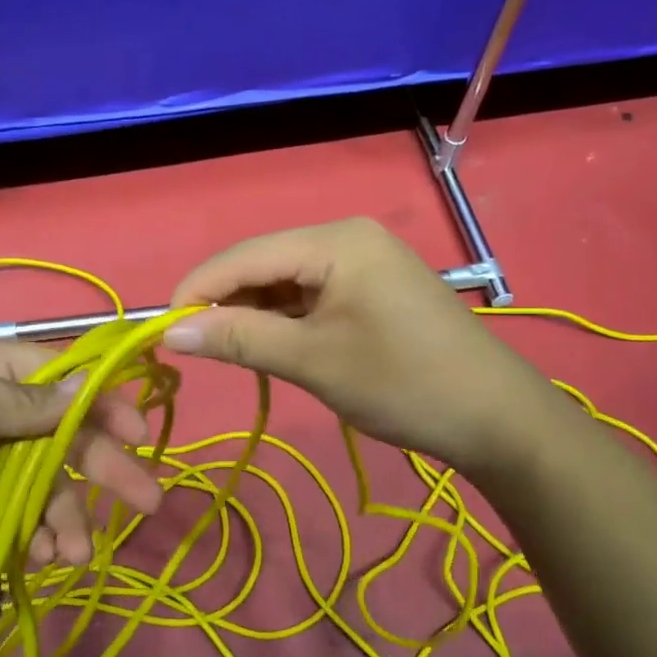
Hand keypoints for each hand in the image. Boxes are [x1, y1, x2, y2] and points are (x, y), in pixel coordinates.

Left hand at [0, 341, 162, 594]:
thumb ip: (17, 401)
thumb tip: (87, 389)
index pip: (55, 375)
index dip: (101, 400)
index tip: (139, 431)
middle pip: (58, 432)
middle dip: (102, 464)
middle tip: (148, 500)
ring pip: (42, 481)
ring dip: (68, 514)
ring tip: (77, 553)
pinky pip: (17, 516)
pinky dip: (38, 535)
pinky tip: (47, 557)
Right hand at [164, 218, 557, 473]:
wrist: (496, 418)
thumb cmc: (402, 384)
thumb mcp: (312, 361)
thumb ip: (240, 339)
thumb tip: (170, 331)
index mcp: (337, 240)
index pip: (246, 255)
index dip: (198, 289)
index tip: (160, 330)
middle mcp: (349, 238)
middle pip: (266, 263)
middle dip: (227, 303)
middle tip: (194, 349)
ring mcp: (365, 262)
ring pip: (287, 282)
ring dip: (256, 315)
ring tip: (230, 354)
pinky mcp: (374, 289)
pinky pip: (314, 296)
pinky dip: (287, 321)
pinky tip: (272, 347)